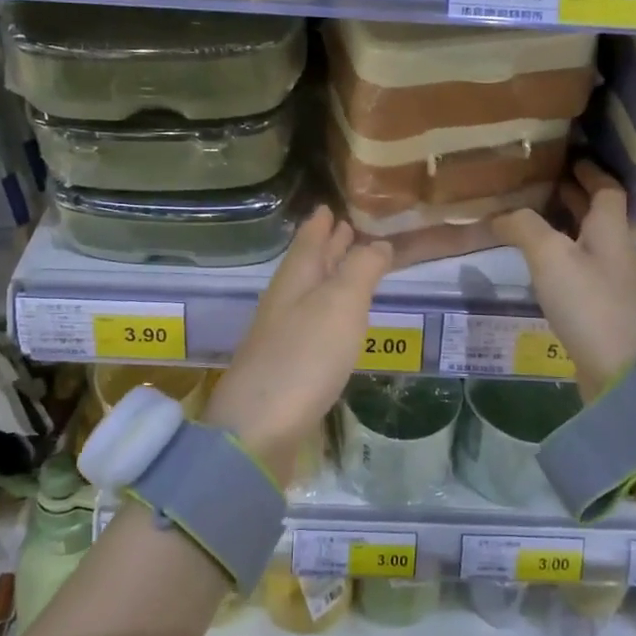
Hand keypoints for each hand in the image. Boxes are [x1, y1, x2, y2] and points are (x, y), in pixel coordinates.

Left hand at [203, 210, 391, 487]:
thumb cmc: (304, 356)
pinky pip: (311, 324)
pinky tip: (336, 321)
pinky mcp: (288, 368)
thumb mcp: (341, 303)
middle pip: (306, 266)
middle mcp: (284, 302)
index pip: (308, 241)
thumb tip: (377, 242)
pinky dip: (327, 311)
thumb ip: (361, 269)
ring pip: (308, 294)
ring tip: (348, 266)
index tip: (328, 205)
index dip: (320, 223)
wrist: (258, 430)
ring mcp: (282, 337)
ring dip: (327, 277)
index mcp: (295, 279)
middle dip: (325, 246)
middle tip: (344, 227)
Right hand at [492, 161, 635, 399]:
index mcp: (610, 230)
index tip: (568, 157)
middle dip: (571, 195)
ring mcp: (611, 283)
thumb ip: (524, 227)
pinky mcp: (602, 310)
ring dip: (563, 226)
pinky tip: (537, 265)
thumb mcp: (550, 256)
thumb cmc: (590, 304)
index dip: (590, 170)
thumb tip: (499, 214)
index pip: (607, 188)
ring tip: (528, 218)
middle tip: (537, 183)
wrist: (624, 373)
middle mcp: (615, 251)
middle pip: (596, 214)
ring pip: (586, 242)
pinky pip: (579, 270)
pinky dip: (560, 258)